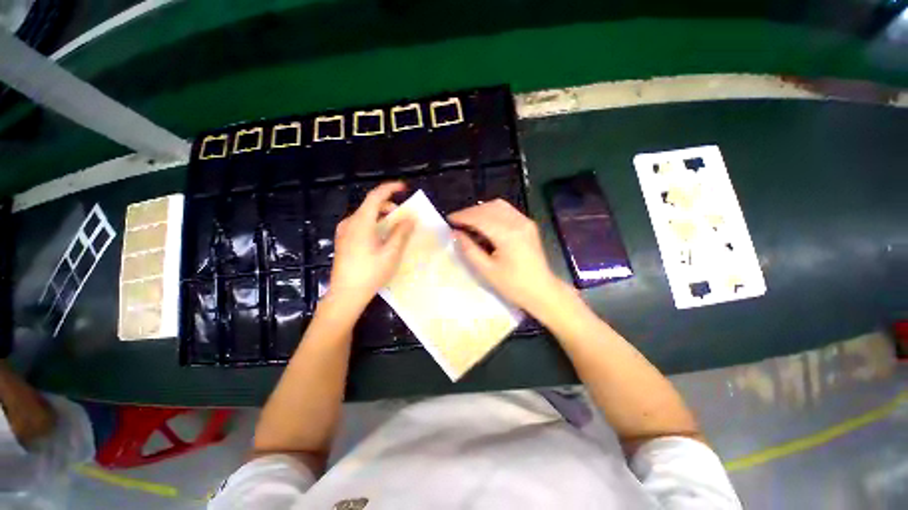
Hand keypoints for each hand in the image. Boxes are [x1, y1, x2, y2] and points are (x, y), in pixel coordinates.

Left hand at [325, 182, 414, 315]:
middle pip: (370, 205)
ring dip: (382, 216)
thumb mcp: (391, 253)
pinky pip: (360, 224)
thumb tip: (411, 217)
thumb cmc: (370, 273)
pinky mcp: (343, 240)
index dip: (390, 188)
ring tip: (395, 228)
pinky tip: (381, 238)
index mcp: (361, 222)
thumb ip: (401, 232)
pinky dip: (374, 224)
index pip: (375, 196)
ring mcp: (344, 232)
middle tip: (404, 217)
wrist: (345, 294)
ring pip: (365, 215)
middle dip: (389, 206)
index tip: (404, 188)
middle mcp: (350, 223)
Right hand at [448, 199, 568, 316]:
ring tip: (468, 222)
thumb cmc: (513, 285)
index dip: (463, 217)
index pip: (480, 217)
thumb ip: (469, 250)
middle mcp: (517, 222)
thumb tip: (455, 234)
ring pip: (498, 205)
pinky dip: (492, 212)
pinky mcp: (528, 224)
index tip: (448, 220)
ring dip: (481, 210)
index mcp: (507, 234)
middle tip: (456, 222)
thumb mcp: (486, 271)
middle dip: (470, 212)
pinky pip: (507, 211)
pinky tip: (485, 223)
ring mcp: (525, 221)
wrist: (542, 291)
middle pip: (489, 208)